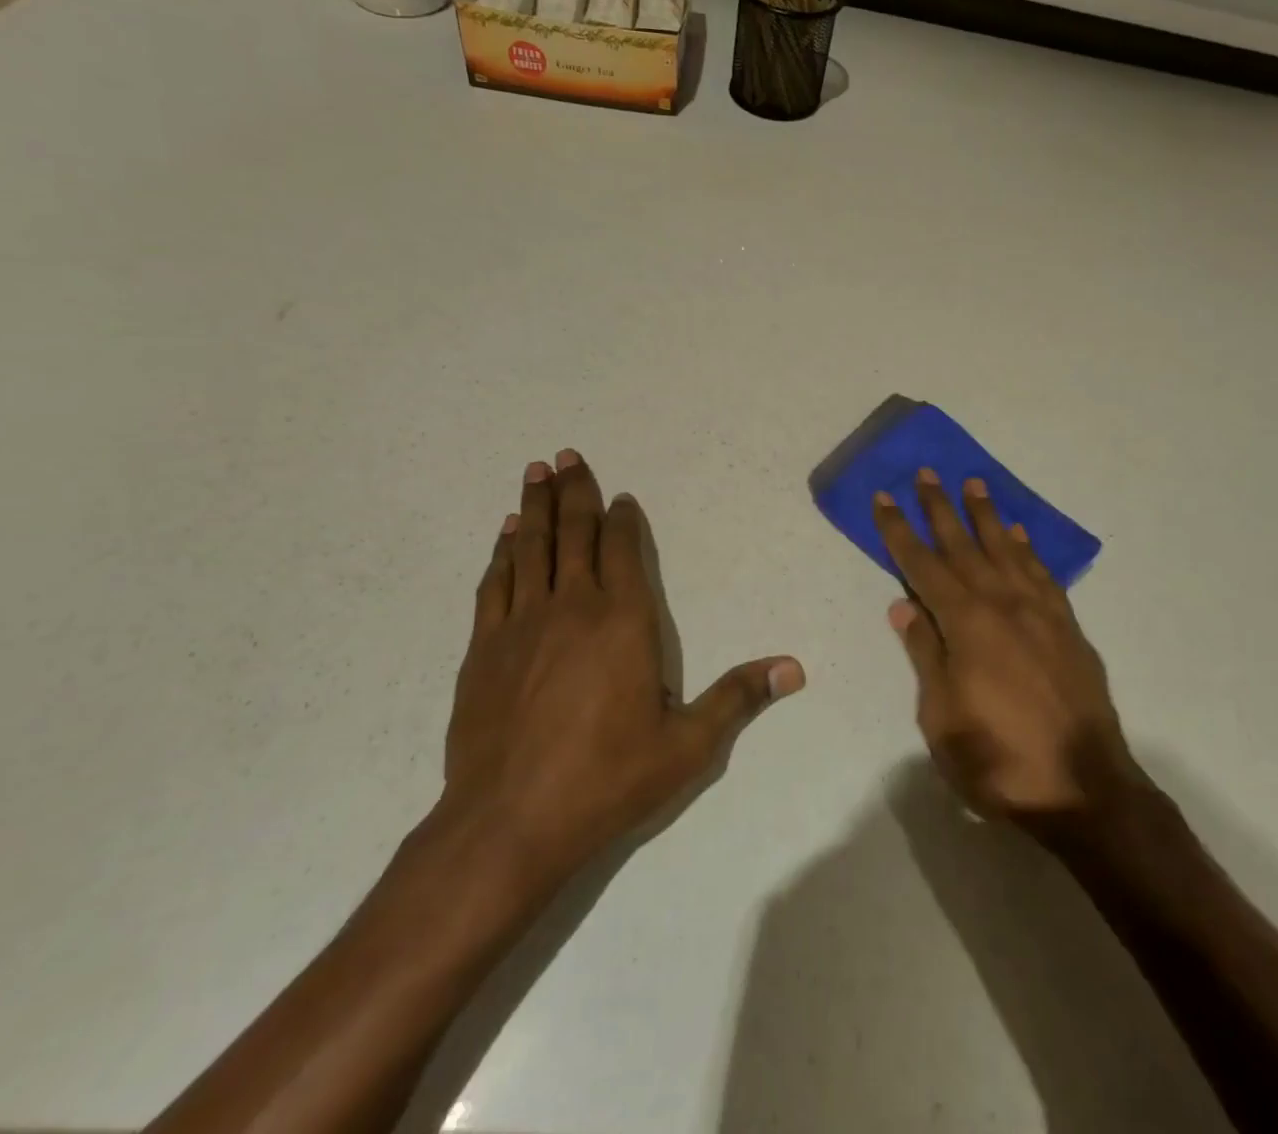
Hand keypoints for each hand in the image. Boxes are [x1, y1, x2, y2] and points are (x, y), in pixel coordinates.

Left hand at [437, 449, 804, 890]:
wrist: (508, 823)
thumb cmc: (606, 779)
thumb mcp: (688, 745)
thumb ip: (738, 697)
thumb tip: (794, 668)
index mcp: (624, 620)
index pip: (624, 549)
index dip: (624, 519)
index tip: (622, 497)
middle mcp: (572, 606)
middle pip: (574, 533)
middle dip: (574, 491)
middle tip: (566, 454)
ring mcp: (522, 624)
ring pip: (531, 547)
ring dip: (535, 507)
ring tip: (535, 471)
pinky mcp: (483, 649)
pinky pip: (496, 583)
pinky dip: (502, 552)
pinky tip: (505, 535)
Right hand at [876, 469, 1142, 823]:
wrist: (1085, 788)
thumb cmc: (999, 759)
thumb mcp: (942, 718)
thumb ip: (925, 655)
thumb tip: (903, 606)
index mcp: (966, 624)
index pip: (922, 565)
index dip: (899, 530)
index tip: (885, 497)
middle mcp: (1002, 604)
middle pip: (964, 545)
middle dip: (940, 507)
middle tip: (926, 472)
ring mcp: (1040, 612)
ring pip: (1006, 550)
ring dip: (986, 515)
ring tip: (974, 484)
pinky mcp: (1067, 627)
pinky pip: (1042, 574)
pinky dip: (1027, 549)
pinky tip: (1018, 534)